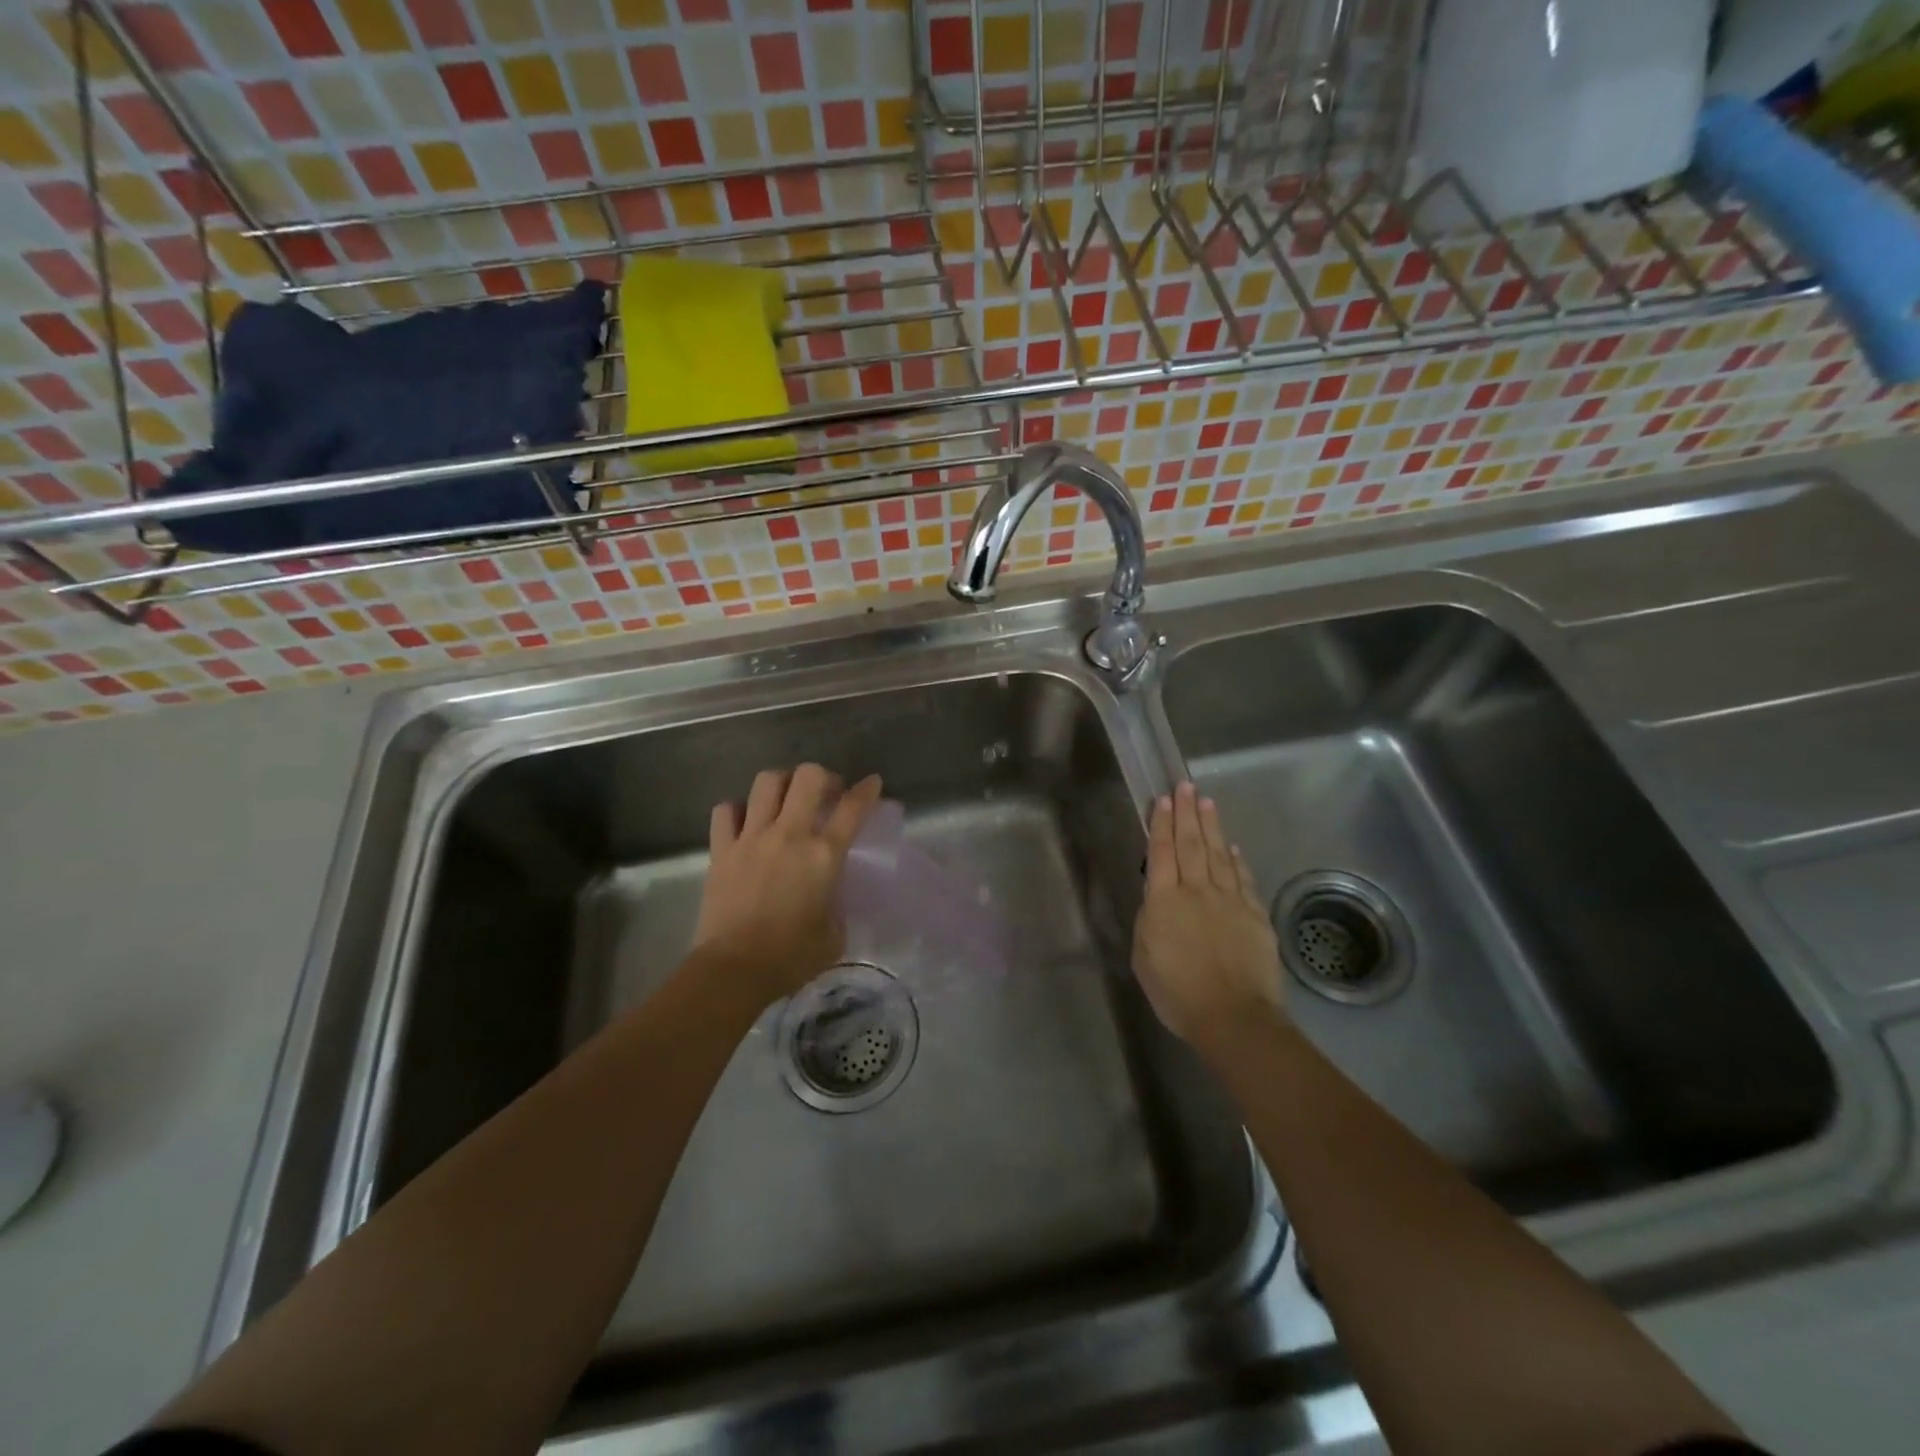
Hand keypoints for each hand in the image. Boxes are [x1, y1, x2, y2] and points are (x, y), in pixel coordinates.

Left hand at [695, 764, 882, 1006]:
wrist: (734, 970)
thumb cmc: (791, 957)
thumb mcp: (834, 935)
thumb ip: (836, 905)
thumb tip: (829, 896)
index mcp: (823, 855)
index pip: (853, 808)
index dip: (867, 790)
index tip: (872, 783)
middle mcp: (789, 835)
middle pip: (808, 777)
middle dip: (822, 776)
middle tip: (826, 793)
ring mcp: (751, 838)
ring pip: (766, 782)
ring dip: (782, 783)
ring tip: (786, 798)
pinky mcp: (721, 849)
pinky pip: (726, 810)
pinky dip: (737, 810)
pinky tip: (746, 822)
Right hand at [1132, 782, 1286, 1054]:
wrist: (1233, 1016)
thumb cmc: (1177, 992)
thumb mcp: (1144, 956)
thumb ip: (1149, 920)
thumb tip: (1157, 898)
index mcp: (1165, 901)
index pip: (1162, 853)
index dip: (1162, 824)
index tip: (1164, 799)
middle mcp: (1197, 891)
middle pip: (1191, 844)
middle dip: (1187, 812)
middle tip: (1185, 785)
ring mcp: (1230, 901)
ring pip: (1218, 855)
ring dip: (1211, 827)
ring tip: (1207, 802)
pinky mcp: (1255, 915)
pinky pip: (1243, 879)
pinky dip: (1236, 860)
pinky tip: (1232, 847)